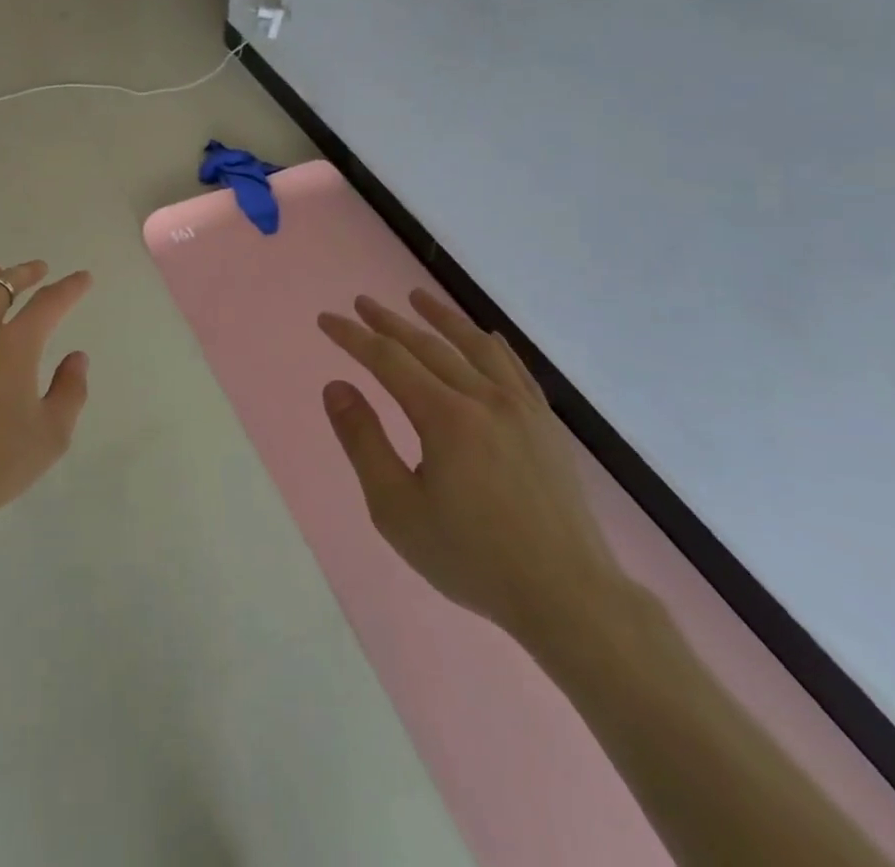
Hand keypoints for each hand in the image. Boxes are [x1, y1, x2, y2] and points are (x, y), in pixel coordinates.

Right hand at [318, 292, 625, 647]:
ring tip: (416, 297)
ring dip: (441, 318)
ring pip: (474, 346)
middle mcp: (483, 398)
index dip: (353, 336)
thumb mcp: (397, 509)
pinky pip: (516, 368)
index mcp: (444, 416)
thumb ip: (363, 442)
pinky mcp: (546, 425)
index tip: (326, 319)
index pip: (388, 359)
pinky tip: (486, 335)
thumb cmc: (472, 557)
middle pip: (428, 345)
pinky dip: (493, 345)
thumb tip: (336, 387)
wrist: (568, 597)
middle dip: (388, 322)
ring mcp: (521, 408)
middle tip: (361, 302)